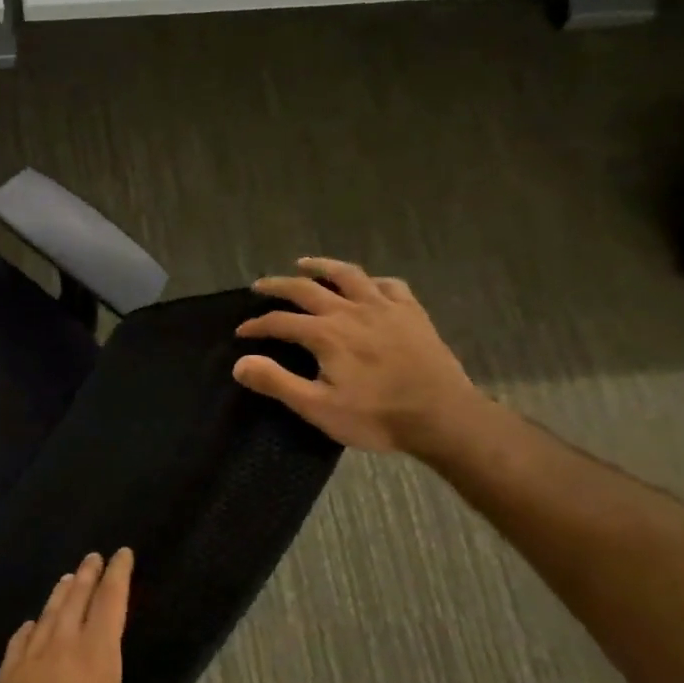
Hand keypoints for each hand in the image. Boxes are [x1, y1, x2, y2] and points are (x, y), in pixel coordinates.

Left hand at [0, 550, 167, 682]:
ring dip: (59, 595)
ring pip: (46, 616)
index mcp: (96, 661)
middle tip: (93, 557)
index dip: (119, 577)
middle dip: (88, 576)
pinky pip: (18, 643)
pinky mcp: (3, 681)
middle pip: (76, 601)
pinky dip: (28, 629)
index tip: (122, 553)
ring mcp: (26, 663)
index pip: (111, 606)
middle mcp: (60, 650)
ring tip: (67, 579)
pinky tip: (29, 626)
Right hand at [231, 257, 485, 454]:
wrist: (444, 418)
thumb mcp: (318, 407)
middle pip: (306, 288)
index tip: (241, 332)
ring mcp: (385, 308)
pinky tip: (365, 286)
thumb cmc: (376, 416)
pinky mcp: (412, 313)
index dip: (257, 325)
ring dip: (322, 266)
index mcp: (326, 334)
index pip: (279, 321)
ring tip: (304, 264)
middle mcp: (351, 311)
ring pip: (348, 274)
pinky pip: (389, 285)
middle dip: (278, 285)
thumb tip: (239, 363)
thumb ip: (276, 382)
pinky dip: (370, 281)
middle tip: (260, 286)